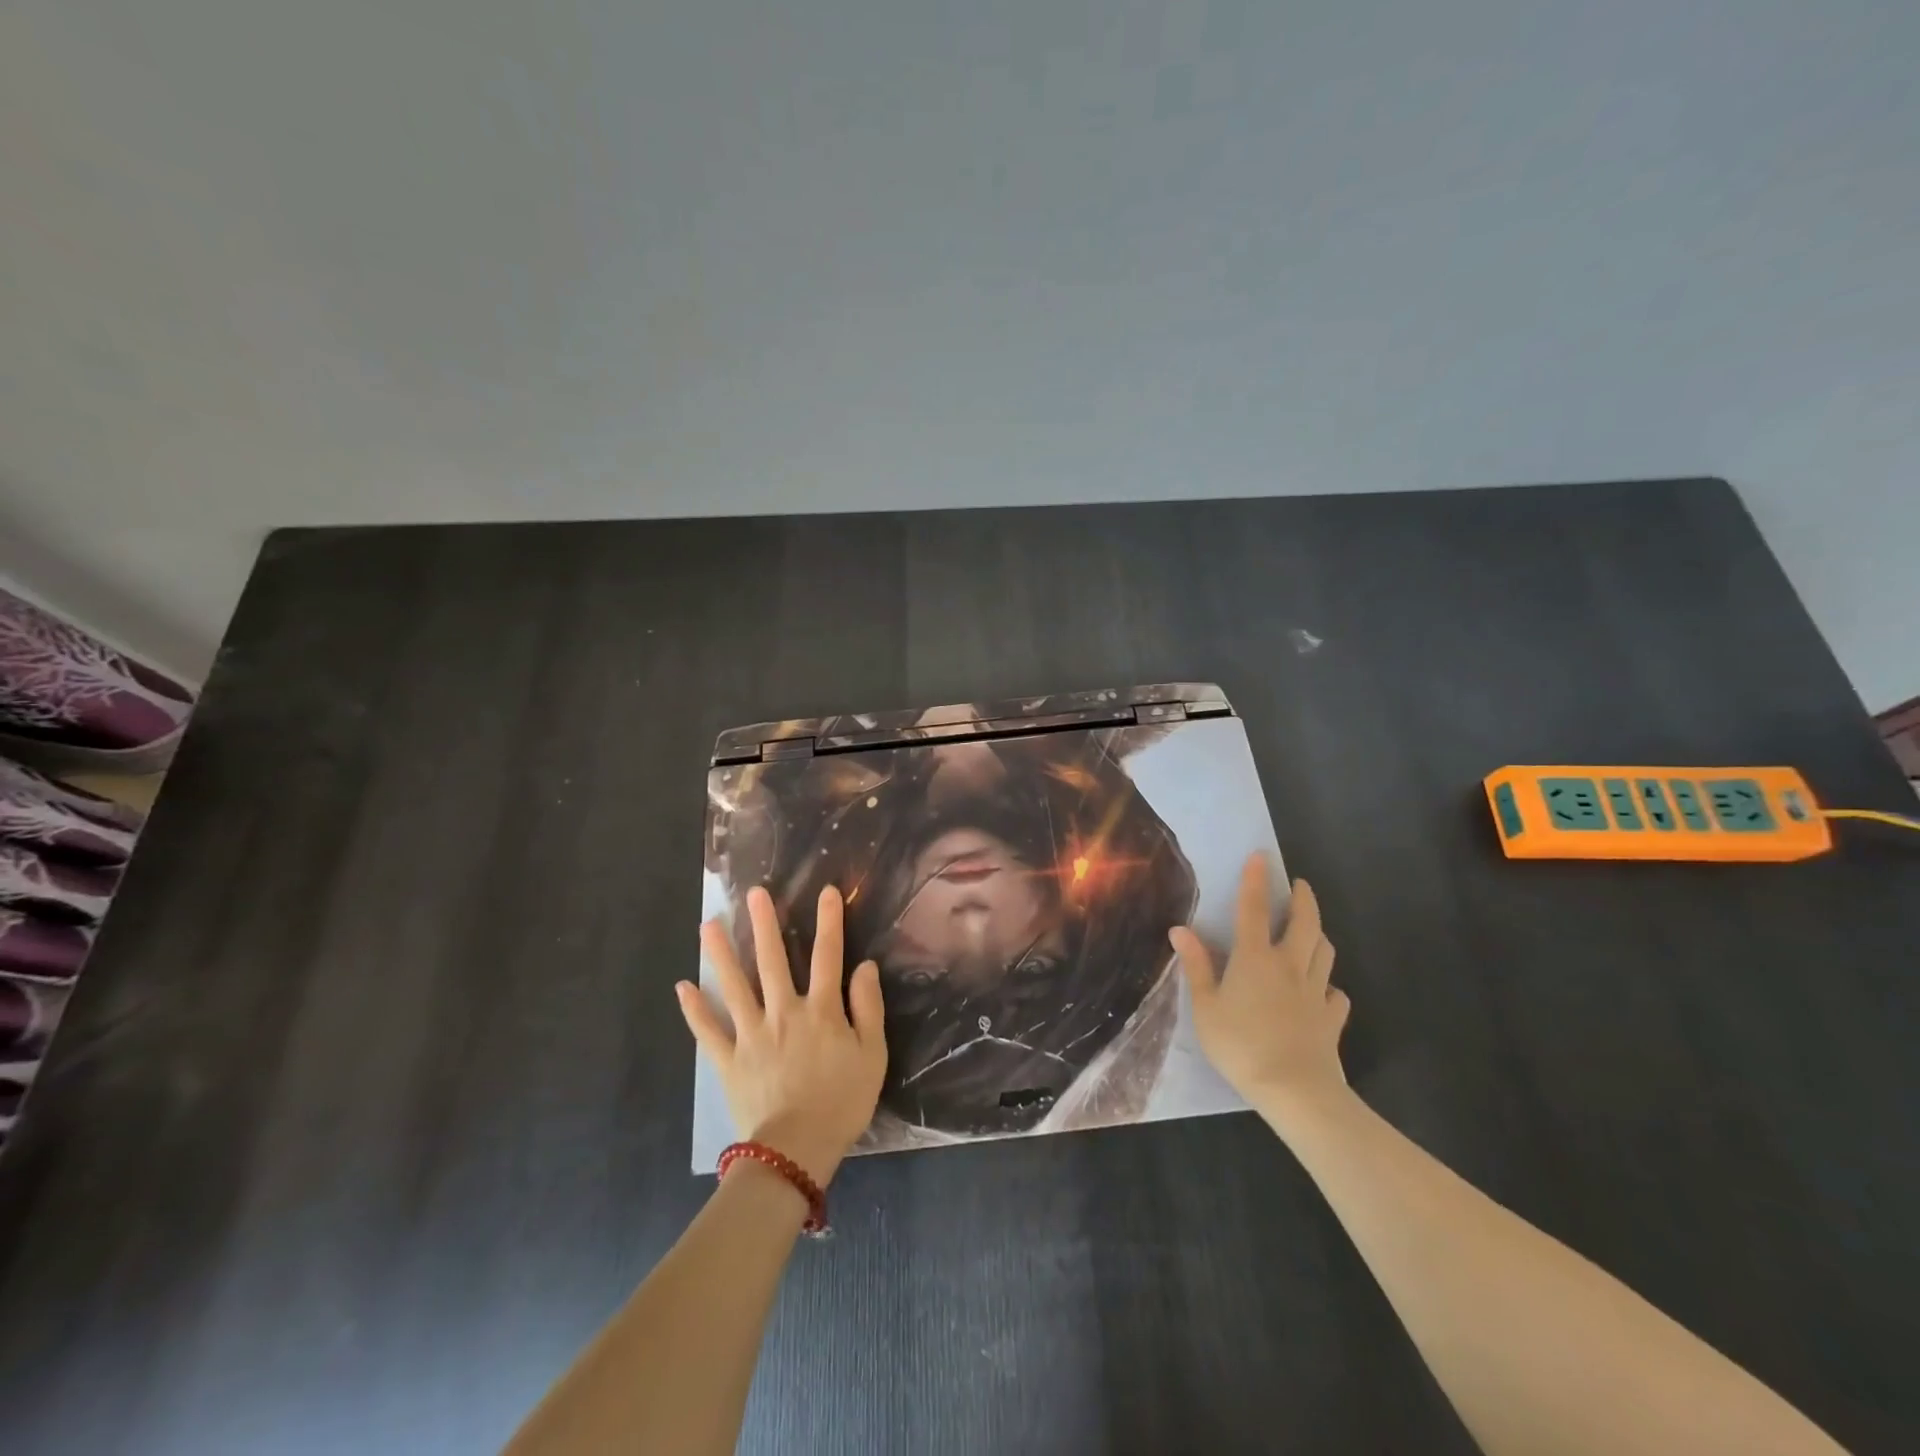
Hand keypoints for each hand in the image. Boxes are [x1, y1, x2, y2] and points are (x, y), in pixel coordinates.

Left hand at [678, 884, 886, 1185]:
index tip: (827, 891)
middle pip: (772, 960)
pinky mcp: (729, 1059)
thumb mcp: (872, 1055)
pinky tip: (683, 987)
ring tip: (709, 925)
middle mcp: (783, 1012)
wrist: (797, 1150)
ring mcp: (752, 1034)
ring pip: (734, 986)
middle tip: (754, 893)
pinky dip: (694, 1010)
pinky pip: (708, 1031)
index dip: (829, 921)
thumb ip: (868, 1007)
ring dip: (721, 954)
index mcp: (821, 1010)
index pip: (827, 956)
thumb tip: (864, 966)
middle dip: (764, 924)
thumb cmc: (841, 1102)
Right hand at [1168, 854, 1350, 1127]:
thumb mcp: (1205, 1007)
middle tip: (1300, 885)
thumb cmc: (1241, 1045)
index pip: (1254, 909)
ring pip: (1325, 952)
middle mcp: (1289, 966)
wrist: (1295, 1090)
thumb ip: (1196, 966)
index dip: (1255, 880)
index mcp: (1255, 958)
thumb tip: (1180, 929)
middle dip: (1303, 899)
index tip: (1261, 857)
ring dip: (1319, 935)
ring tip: (1312, 930)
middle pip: (1304, 923)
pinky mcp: (1332, 1019)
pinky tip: (1324, 991)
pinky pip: (1337, 995)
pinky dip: (1331, 986)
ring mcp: (1315, 992)